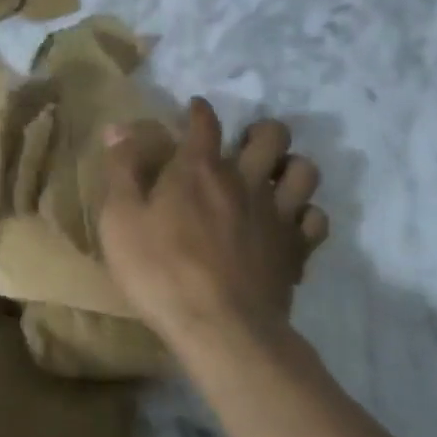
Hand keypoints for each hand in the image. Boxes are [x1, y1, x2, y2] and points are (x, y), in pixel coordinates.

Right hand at [98, 98, 328, 348]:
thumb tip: (119, 127)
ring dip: (291, 168)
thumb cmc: (160, 271)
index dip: (199, 111)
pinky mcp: (296, 249)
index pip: (204, 122)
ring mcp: (278, 215)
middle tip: (246, 145)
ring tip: (274, 179)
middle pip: (272, 134)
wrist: (219, 327)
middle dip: (261, 131)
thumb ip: (122, 170)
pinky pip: (317, 218)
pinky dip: (305, 215)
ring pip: (305, 170)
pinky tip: (289, 224)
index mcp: (199, 169)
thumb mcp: (120, 219)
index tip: (194, 110)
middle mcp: (245, 180)